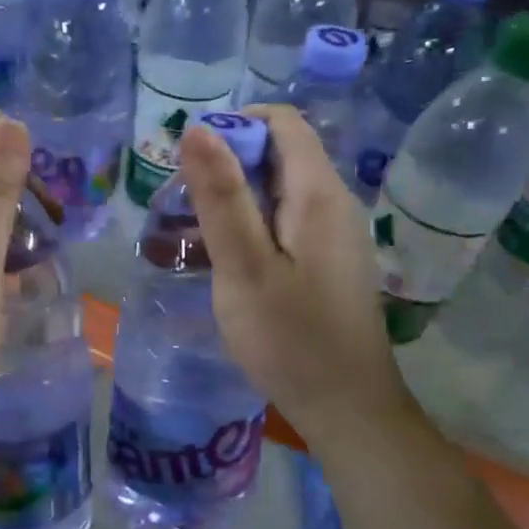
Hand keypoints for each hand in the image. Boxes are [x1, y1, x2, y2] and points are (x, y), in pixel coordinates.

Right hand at [181, 106, 411, 444]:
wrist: (345, 406)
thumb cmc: (290, 338)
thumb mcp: (244, 267)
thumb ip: (221, 197)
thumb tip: (198, 129)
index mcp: (318, 194)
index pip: (282, 122)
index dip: (234, 127)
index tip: (190, 165)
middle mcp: (334, 203)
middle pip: (281, 155)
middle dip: (228, 166)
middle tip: (183, 207)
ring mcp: (335, 235)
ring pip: (281, 191)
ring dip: (236, 199)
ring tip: (193, 235)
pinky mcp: (328, 262)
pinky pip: (287, 223)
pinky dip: (253, 227)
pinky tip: (227, 261)